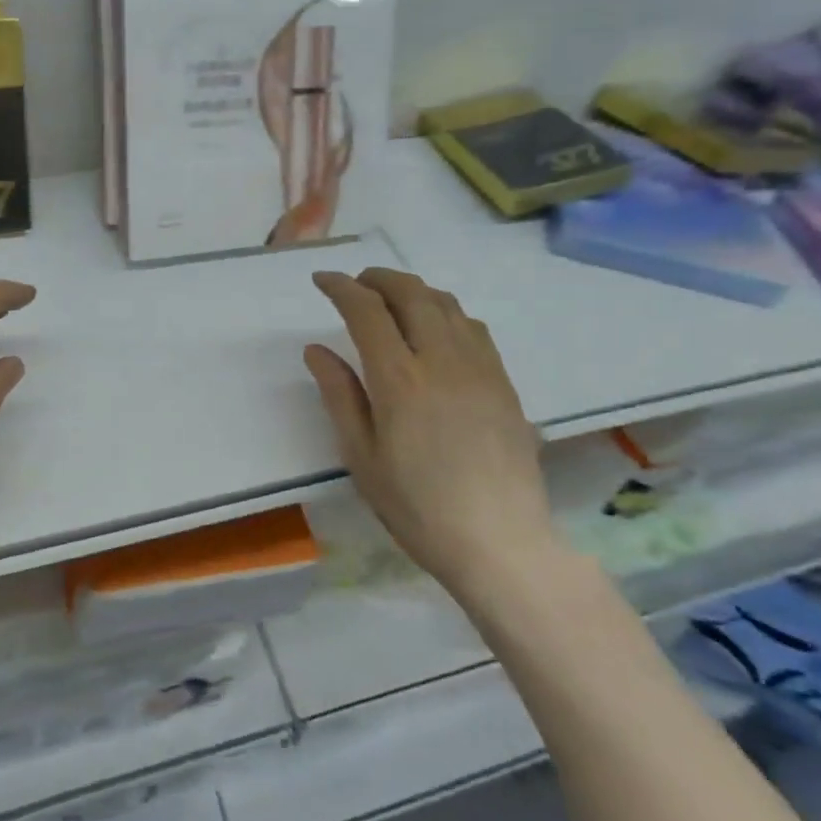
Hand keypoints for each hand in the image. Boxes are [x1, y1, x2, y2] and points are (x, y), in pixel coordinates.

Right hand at [305, 268, 559, 597]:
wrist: (500, 542)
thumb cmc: (417, 507)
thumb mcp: (362, 457)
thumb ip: (340, 396)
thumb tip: (317, 350)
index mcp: (400, 380)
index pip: (367, 310)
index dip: (341, 287)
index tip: (323, 280)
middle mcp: (442, 360)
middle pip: (410, 293)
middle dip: (378, 278)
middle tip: (356, 283)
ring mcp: (480, 367)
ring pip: (446, 304)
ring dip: (413, 289)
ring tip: (392, 299)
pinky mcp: (503, 381)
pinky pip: (473, 327)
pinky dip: (445, 312)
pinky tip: (436, 330)